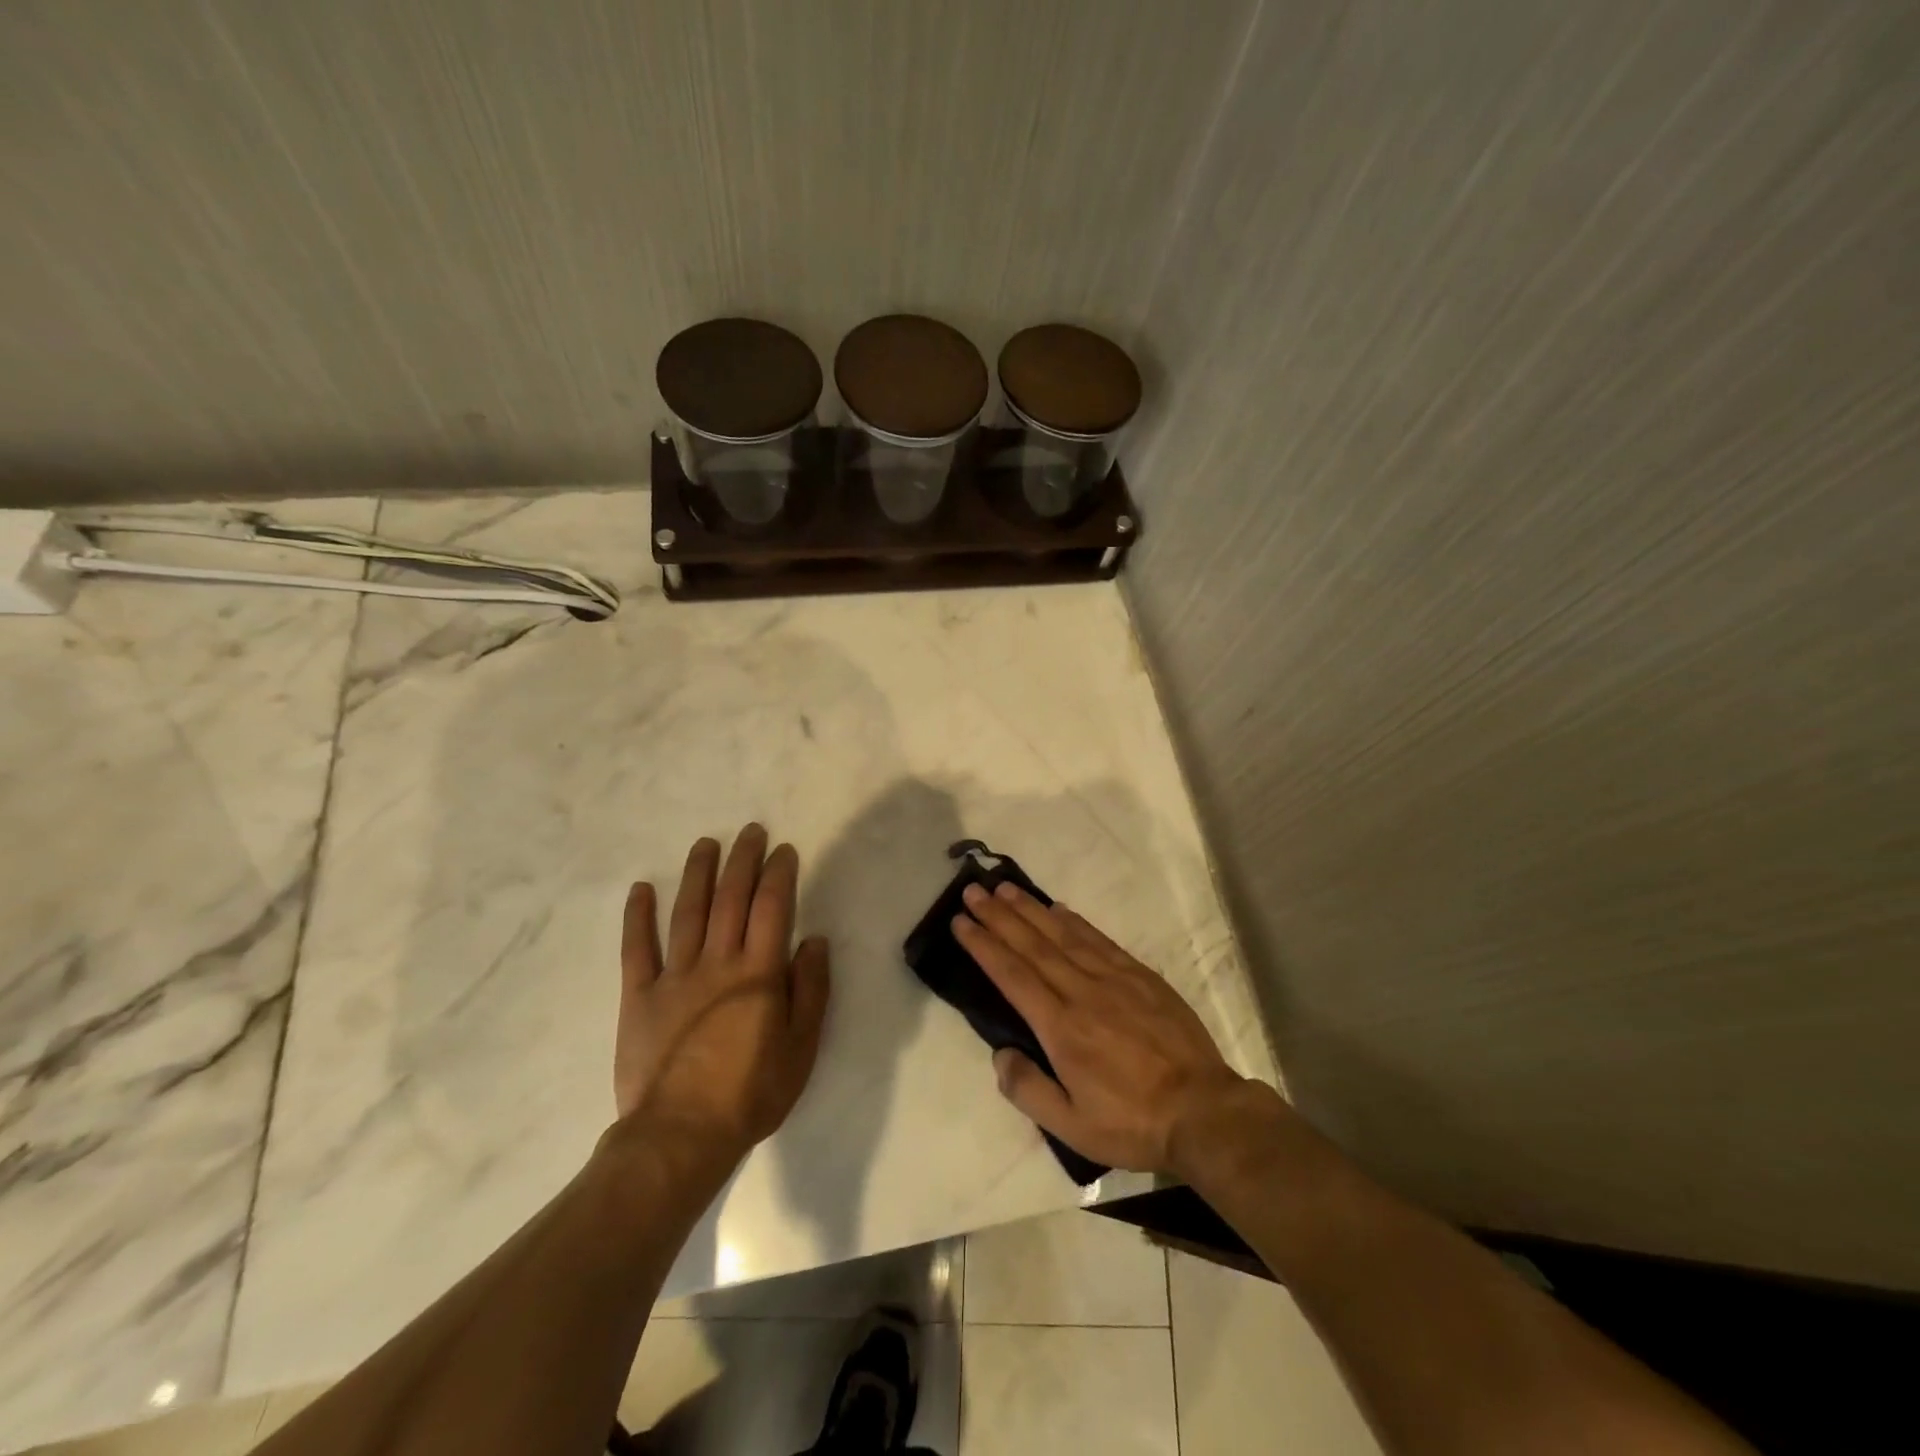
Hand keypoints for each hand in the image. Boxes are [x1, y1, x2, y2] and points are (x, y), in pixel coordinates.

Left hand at [614, 825, 830, 1168]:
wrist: (681, 1136)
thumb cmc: (752, 1092)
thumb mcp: (802, 1047)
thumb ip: (811, 990)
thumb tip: (814, 941)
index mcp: (759, 973)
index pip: (772, 907)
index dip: (779, 874)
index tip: (783, 850)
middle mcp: (718, 962)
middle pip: (730, 899)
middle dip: (742, 860)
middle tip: (749, 831)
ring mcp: (674, 976)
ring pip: (687, 912)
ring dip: (697, 874)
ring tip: (706, 844)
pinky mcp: (639, 996)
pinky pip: (637, 949)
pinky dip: (638, 917)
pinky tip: (641, 889)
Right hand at [953, 882, 1247, 1173]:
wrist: (1202, 1110)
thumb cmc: (1132, 1122)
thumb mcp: (1072, 1126)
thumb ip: (1028, 1089)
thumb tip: (1000, 1053)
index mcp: (1060, 1028)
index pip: (1012, 975)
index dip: (983, 945)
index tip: (961, 921)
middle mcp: (1081, 992)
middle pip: (1032, 945)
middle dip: (998, 915)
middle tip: (973, 890)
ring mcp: (1113, 978)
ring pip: (1062, 934)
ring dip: (1030, 909)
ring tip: (1005, 887)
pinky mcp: (1140, 975)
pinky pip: (1098, 939)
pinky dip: (1074, 921)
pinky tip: (1058, 908)